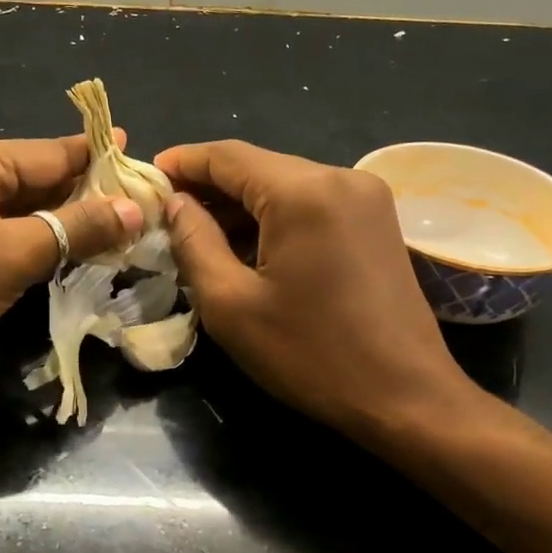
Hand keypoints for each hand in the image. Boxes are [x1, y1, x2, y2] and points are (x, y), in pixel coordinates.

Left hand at [0, 133, 143, 408]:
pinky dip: (44, 248)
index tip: (151, 168)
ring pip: (28, 213)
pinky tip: (80, 259)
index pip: (53, 153)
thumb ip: (75, 229)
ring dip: (71, 225)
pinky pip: (10, 239)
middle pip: (42, 180)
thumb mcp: (8, 256)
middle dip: (92, 196)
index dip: (103, 160)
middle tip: (150, 211)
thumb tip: (136, 209)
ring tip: (129, 234)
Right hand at [155, 140, 480, 438]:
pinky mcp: (376, 222)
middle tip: (166, 216)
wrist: (405, 396)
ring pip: (285, 186)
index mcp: (304, 191)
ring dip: (240, 207)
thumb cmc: (310, 354)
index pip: (227, 156)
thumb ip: (194, 242)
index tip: (146, 177)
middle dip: (209, 189)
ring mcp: (365, 198)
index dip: (182, 162)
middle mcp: (340, 178)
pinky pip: (311, 206)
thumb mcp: (231, 304)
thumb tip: (175, 203)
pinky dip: (274, 220)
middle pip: (258, 168)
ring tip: (198, 237)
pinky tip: (246, 249)